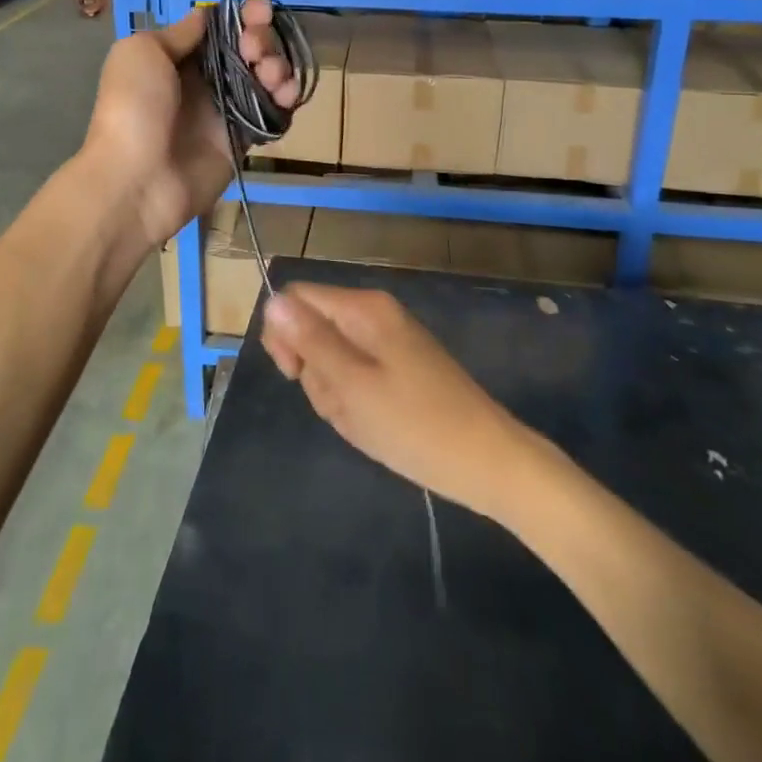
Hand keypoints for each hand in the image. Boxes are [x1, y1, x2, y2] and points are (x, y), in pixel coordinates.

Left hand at [79, 1, 297, 249]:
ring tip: (272, 75)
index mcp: (177, 58)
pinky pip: (271, 113)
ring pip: (264, 79)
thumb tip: (205, 18)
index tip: (261, 11)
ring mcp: (224, 111)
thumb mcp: (142, 52)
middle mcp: (203, 81)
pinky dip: (285, 100)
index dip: (243, 18)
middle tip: (255, 50)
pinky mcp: (241, 140)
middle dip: (261, 40)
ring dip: (277, 67)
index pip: (219, 30)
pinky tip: (286, 95)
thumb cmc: (134, 107)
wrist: (136, 179)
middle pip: (246, 50)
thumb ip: (179, 34)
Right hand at [261, 283, 531, 521]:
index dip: (284, 334)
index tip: (295, 374)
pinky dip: (356, 403)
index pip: (296, 298)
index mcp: (363, 308)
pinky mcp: (398, 367)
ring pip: (331, 359)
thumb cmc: (415, 425)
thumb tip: (272, 301)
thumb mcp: (351, 385)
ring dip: (335, 394)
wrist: (488, 463)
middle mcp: (374, 314)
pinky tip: (376, 426)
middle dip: (315, 372)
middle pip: (313, 329)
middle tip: (344, 405)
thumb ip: (310, 340)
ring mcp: (388, 341)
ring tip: (364, 421)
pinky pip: (356, 377)